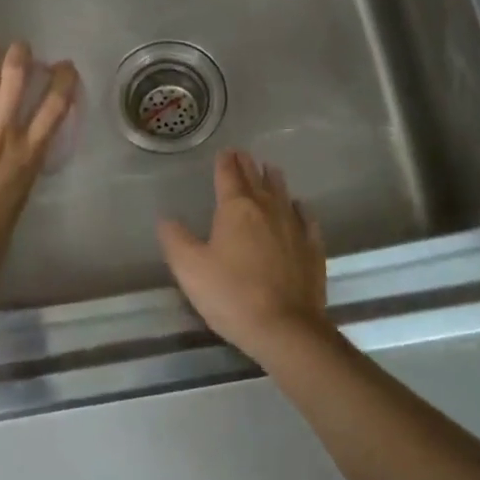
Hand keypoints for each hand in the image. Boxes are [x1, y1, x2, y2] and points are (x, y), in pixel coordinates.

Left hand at [0, 38, 78, 302]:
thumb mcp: (20, 197)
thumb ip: (22, 165)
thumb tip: (21, 145)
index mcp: (28, 154)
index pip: (55, 105)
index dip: (63, 79)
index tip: (64, 66)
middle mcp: (1, 136)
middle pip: (16, 80)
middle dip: (21, 56)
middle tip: (20, 46)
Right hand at [157, 149, 328, 362]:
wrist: (285, 328)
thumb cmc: (231, 294)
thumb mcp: (190, 269)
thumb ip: (175, 239)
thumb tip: (166, 219)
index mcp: (236, 209)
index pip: (229, 175)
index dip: (225, 162)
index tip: (225, 151)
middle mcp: (267, 208)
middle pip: (257, 179)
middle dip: (248, 165)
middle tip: (243, 155)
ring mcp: (294, 227)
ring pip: (283, 193)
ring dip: (274, 180)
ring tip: (270, 170)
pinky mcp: (312, 248)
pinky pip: (306, 219)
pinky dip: (299, 209)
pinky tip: (299, 209)